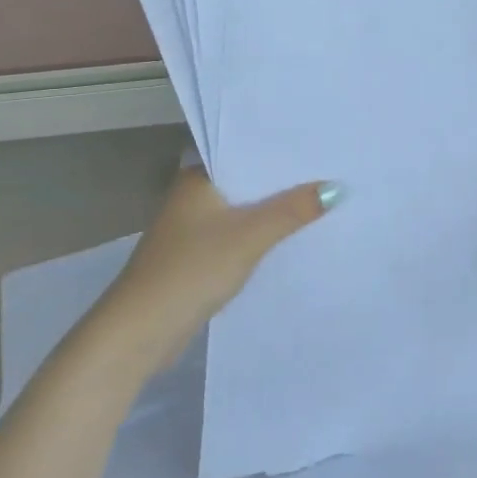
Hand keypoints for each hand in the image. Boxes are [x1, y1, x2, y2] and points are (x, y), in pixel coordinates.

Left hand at [92, 165, 341, 367]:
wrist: (140, 331)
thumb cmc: (192, 270)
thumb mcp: (249, 236)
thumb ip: (292, 210)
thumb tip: (336, 187)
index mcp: (198, 178)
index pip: (246, 151)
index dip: (283, 150)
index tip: (323, 146)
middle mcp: (193, 196)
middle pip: (248, 182)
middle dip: (285, 182)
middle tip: (335, 172)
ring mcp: (193, 228)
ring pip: (244, 211)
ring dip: (275, 211)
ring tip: (324, 201)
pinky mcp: (197, 257)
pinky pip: (238, 236)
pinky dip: (261, 236)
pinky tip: (292, 238)